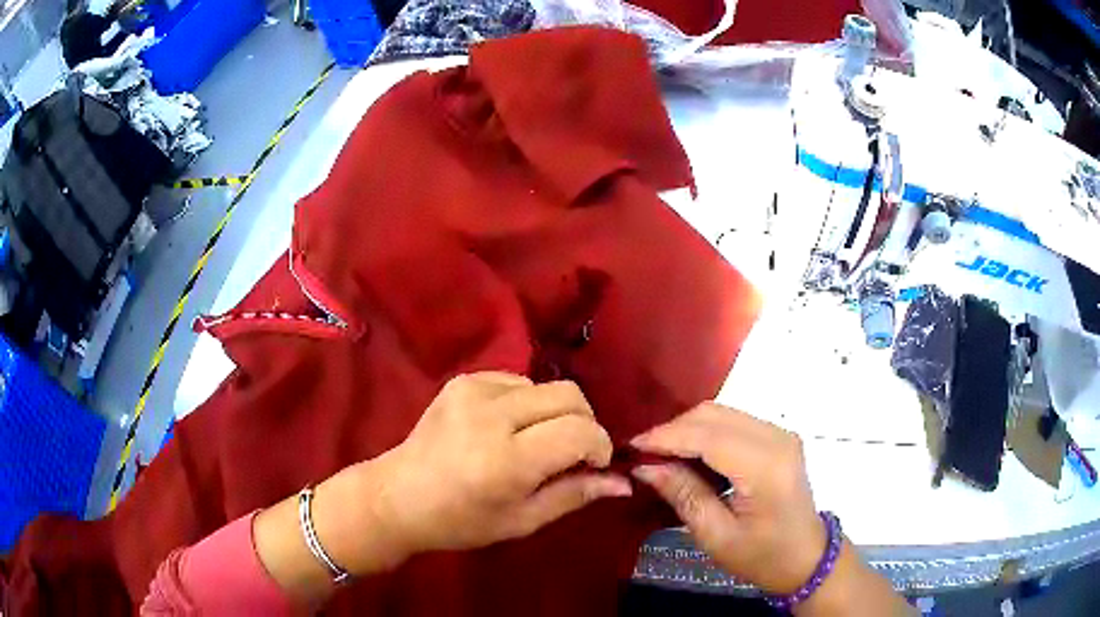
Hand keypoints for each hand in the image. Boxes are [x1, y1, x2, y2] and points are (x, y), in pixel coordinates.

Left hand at [369, 372, 631, 556]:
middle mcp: (492, 415)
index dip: (599, 446)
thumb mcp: (522, 520)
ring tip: (534, 443)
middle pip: (570, 395)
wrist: (398, 496)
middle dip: (585, 423)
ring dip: (554, 413)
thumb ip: (575, 495)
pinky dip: (527, 403)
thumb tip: (623, 482)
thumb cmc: (460, 521)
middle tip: (572, 453)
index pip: (580, 432)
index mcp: (507, 460)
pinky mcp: (463, 380)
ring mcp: (473, 390)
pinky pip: (517, 381)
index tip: (595, 465)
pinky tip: (508, 429)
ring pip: (546, 386)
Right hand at [630, 403, 823, 594]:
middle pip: (714, 415)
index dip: (666, 437)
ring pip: (721, 413)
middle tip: (643, 455)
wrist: (806, 557)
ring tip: (661, 456)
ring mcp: (780, 434)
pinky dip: (705, 433)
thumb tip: (646, 467)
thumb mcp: (716, 536)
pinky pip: (733, 422)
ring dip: (687, 430)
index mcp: (765, 467)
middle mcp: (776, 438)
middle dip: (673, 430)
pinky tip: (689, 455)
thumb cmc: (762, 556)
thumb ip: (683, 495)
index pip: (707, 436)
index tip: (630, 447)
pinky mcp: (778, 437)